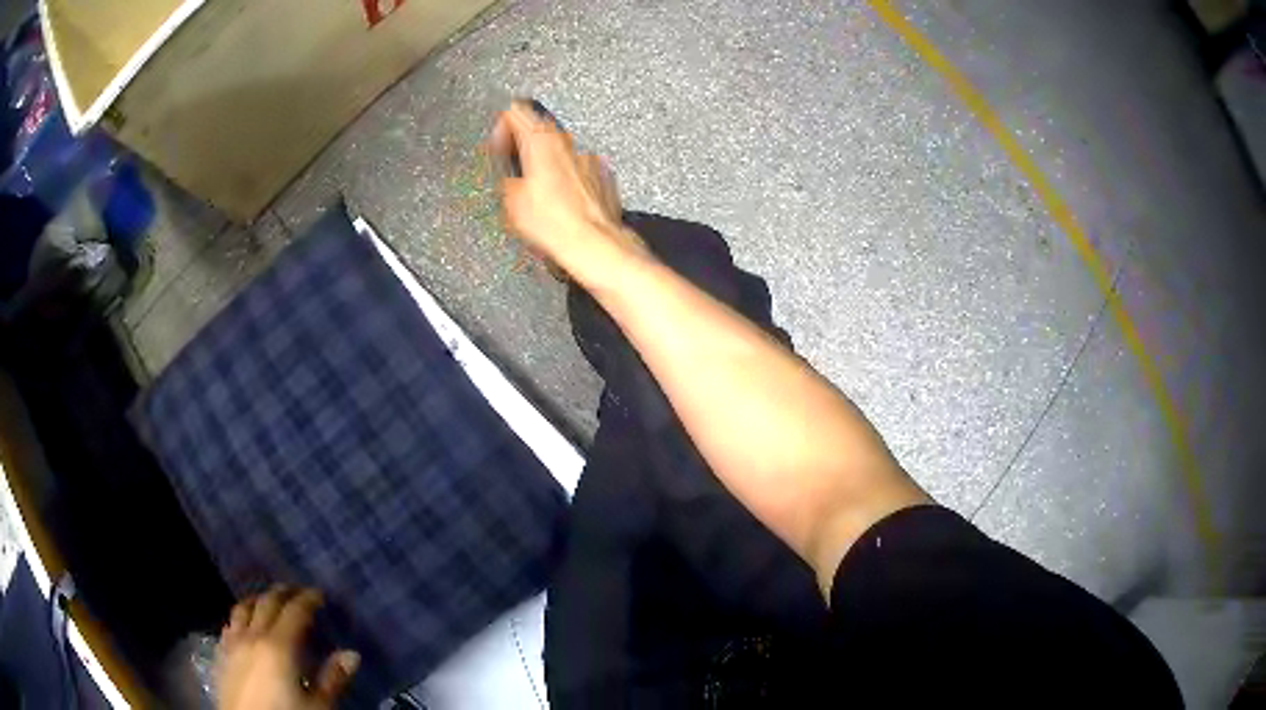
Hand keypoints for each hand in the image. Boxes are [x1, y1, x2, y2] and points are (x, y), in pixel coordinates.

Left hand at [216, 586, 358, 709]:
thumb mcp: (319, 707)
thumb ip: (333, 679)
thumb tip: (351, 654)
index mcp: (279, 646)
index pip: (294, 611)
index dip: (308, 599)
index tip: (320, 594)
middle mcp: (253, 636)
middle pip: (266, 603)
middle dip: (283, 593)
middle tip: (297, 591)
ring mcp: (232, 643)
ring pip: (242, 608)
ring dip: (258, 600)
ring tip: (269, 602)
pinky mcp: (220, 654)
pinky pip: (230, 625)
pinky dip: (241, 617)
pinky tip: (245, 627)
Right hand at [489, 101, 647, 279]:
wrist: (592, 242)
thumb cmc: (555, 222)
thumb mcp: (509, 200)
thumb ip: (503, 176)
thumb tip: (505, 174)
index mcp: (541, 141)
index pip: (516, 111)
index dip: (501, 126)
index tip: (497, 143)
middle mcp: (567, 143)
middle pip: (539, 128)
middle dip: (523, 144)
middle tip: (512, 164)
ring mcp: (587, 158)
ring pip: (559, 149)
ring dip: (544, 161)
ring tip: (535, 188)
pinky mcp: (601, 175)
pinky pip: (577, 167)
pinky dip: (565, 177)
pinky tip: (558, 199)